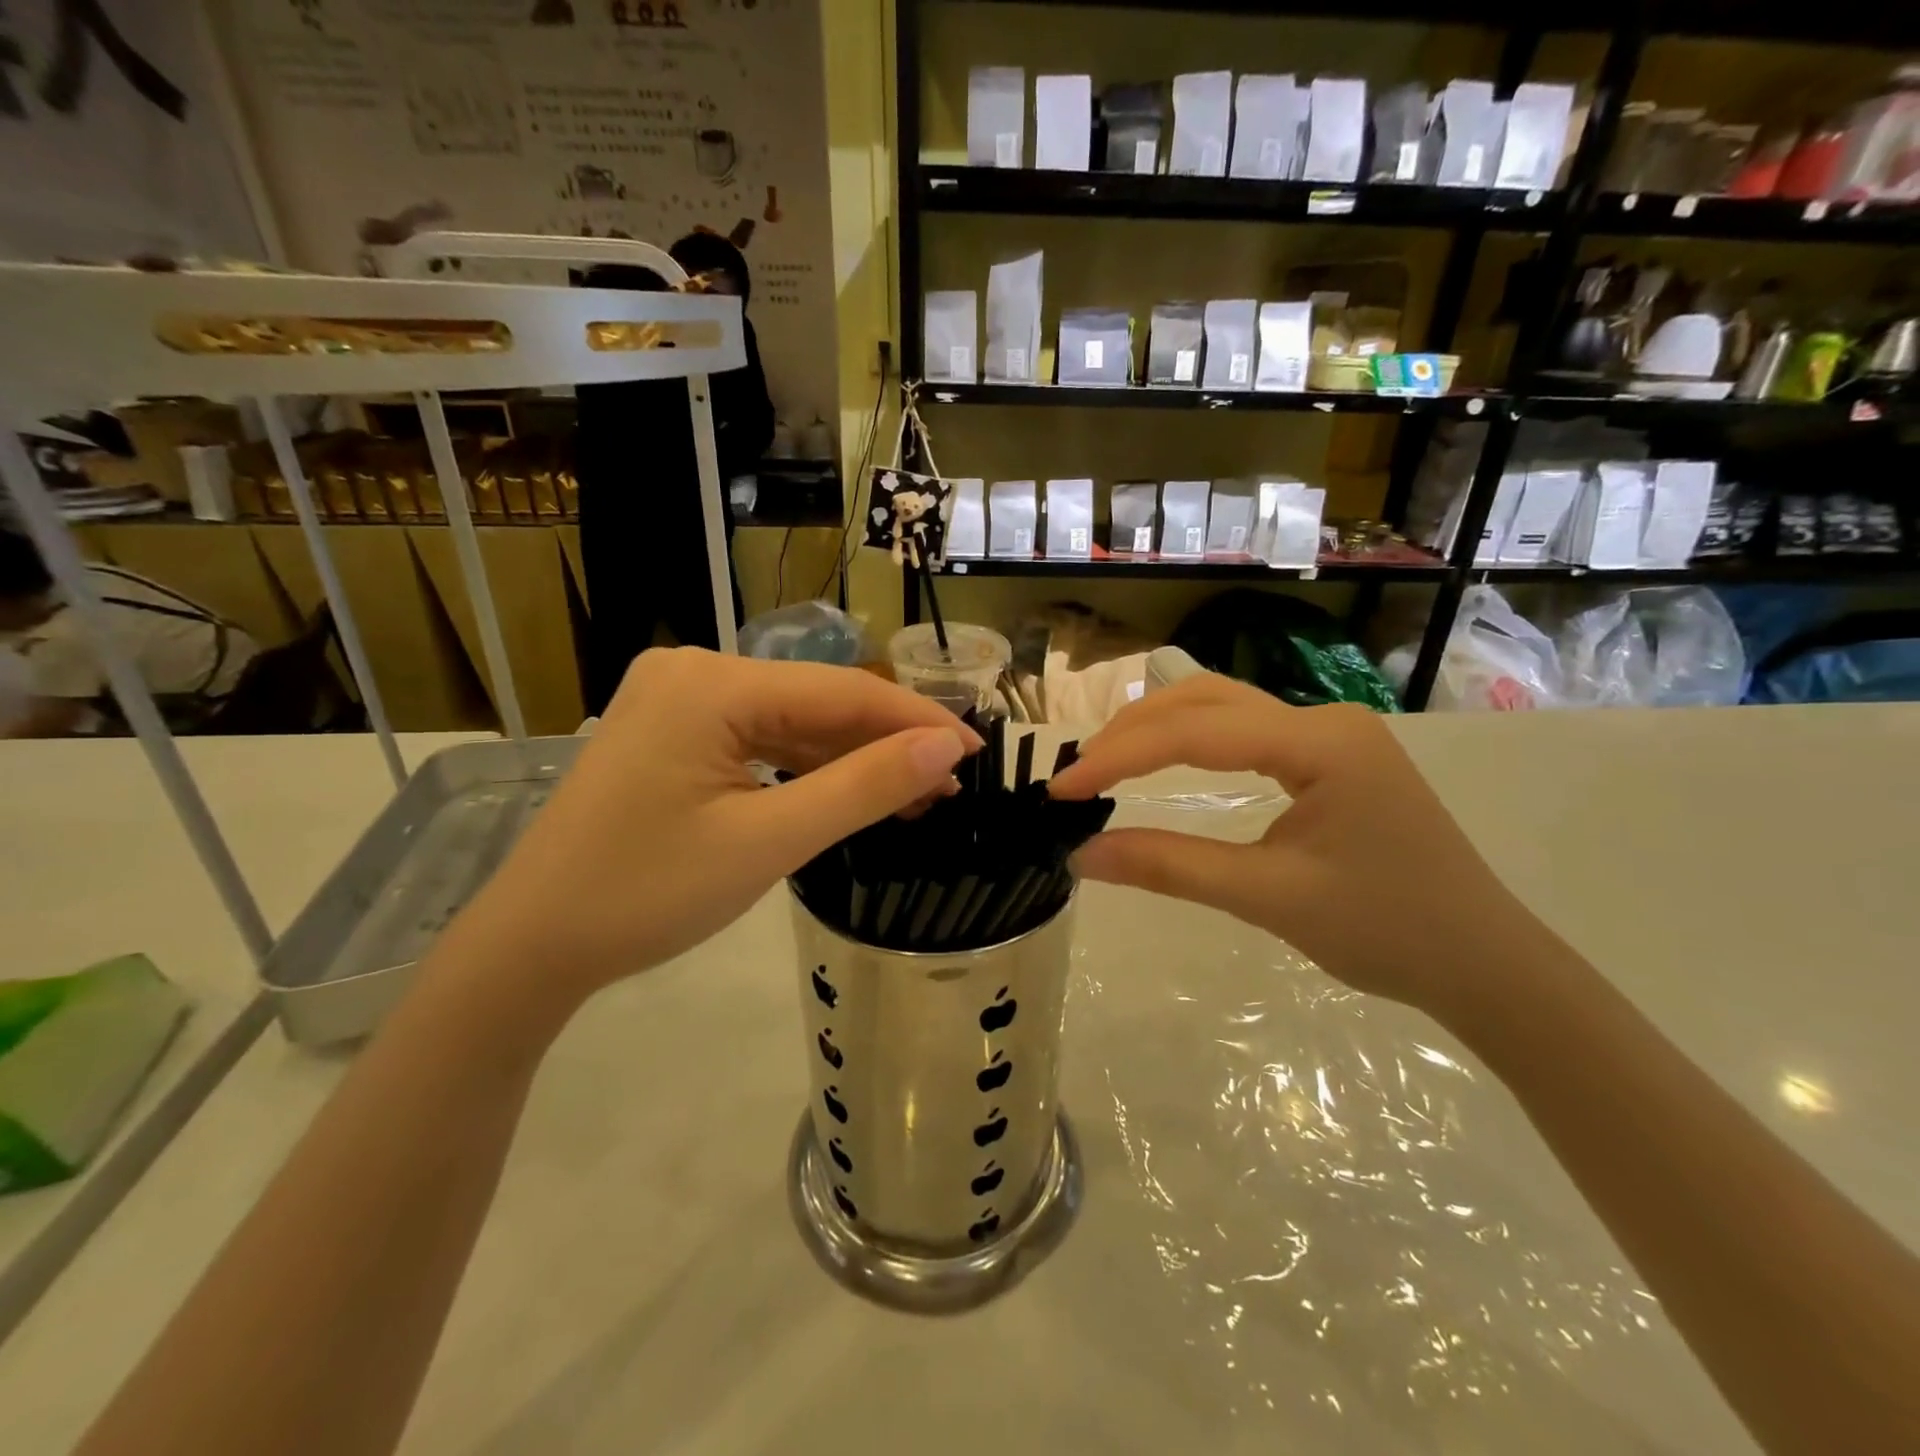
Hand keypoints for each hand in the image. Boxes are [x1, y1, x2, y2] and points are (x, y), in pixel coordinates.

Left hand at [447, 649, 977, 1020]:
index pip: (842, 690)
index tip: (976, 751)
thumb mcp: (769, 841)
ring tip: (912, 798)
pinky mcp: (674, 730)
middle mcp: (696, 670)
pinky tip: (847, 792)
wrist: (534, 944)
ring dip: (850, 759)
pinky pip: (759, 738)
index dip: (915, 720)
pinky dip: (805, 767)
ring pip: (791, 721)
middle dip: (885, 745)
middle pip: (817, 702)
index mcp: (712, 683)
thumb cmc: (648, 894)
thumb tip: (946, 748)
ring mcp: (680, 699)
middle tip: (947, 787)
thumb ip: (864, 787)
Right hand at [1047, 673, 1545, 1020]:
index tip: (1060, 790)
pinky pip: (1244, 731)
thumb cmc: (1387, 931)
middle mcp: (1323, 718)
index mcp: (1320, 741)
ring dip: (1157, 729)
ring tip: (1104, 764)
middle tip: (1076, 775)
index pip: (1195, 732)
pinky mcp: (1329, 756)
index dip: (1118, 757)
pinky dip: (1189, 742)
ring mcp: (1330, 733)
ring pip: (1222, 707)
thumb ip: (1171, 867)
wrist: (1485, 964)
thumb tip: (1081, 856)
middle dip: (1131, 731)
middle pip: (1204, 699)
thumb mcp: (1269, 898)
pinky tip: (1161, 762)